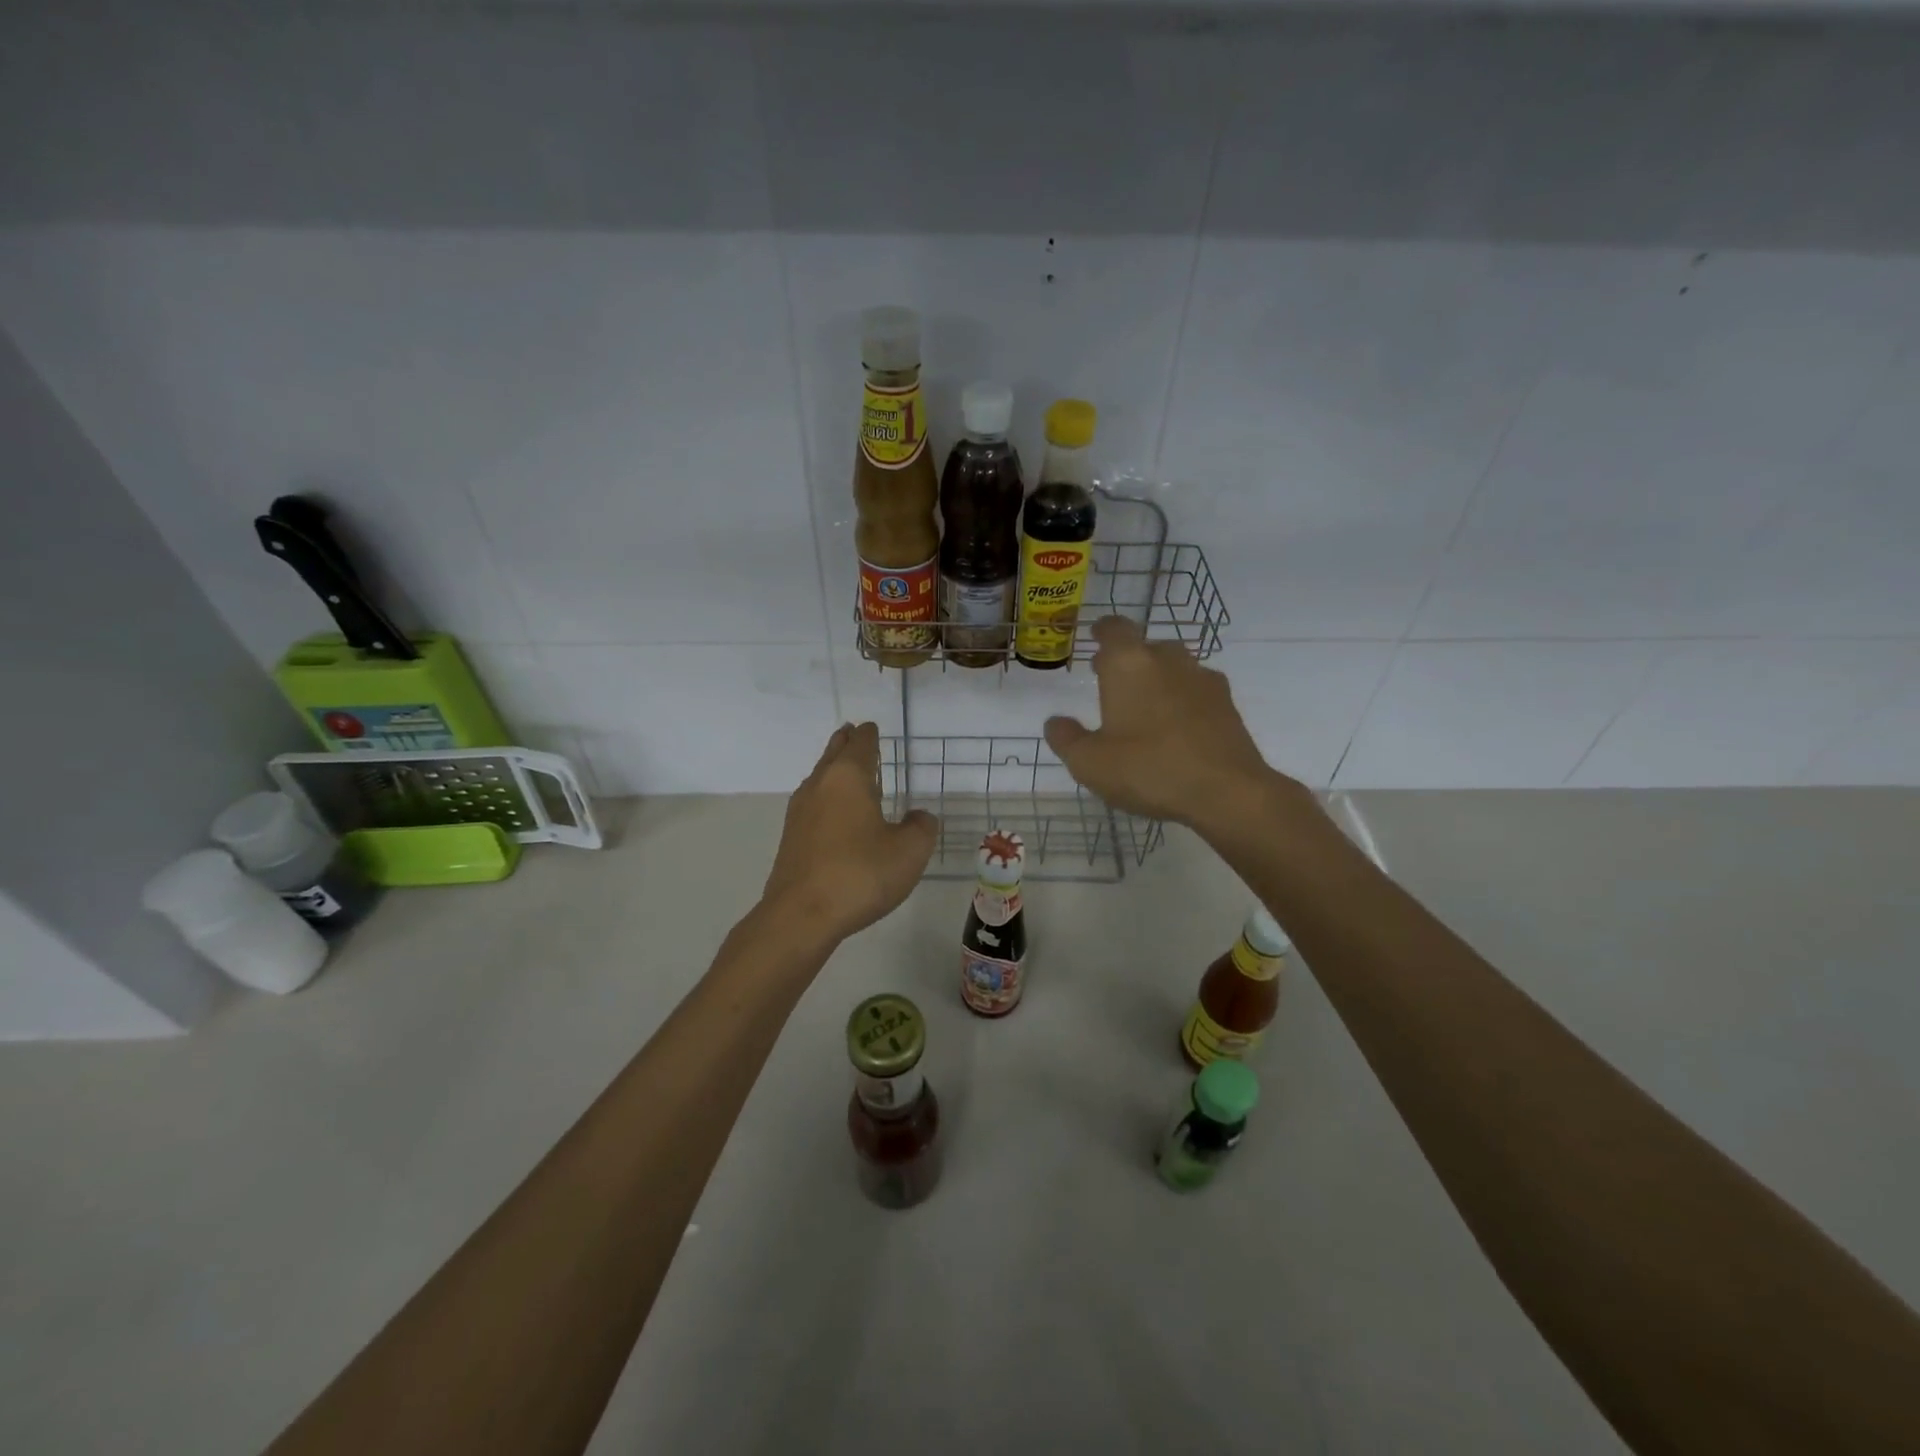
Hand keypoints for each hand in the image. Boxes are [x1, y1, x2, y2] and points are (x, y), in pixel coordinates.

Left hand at [761, 722, 937, 942]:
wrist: (801, 915)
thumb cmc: (860, 874)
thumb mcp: (909, 851)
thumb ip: (921, 827)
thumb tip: (918, 817)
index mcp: (848, 778)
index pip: (860, 745)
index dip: (869, 735)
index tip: (871, 727)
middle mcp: (819, 786)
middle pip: (832, 754)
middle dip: (845, 743)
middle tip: (852, 733)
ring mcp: (800, 813)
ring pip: (819, 779)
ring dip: (832, 769)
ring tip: (845, 769)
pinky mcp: (791, 839)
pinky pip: (812, 804)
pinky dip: (826, 797)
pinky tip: (834, 813)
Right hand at [1044, 617, 1288, 830]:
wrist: (1227, 792)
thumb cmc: (1149, 769)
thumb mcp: (1090, 763)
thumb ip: (1067, 739)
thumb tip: (1056, 722)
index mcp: (1129, 664)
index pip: (1115, 628)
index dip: (1103, 630)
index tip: (1096, 636)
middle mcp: (1168, 660)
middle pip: (1146, 647)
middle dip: (1127, 660)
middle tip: (1111, 682)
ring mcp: (1203, 680)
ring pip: (1174, 667)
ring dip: (1157, 679)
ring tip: (1144, 708)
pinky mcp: (1227, 704)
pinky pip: (1196, 691)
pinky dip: (1182, 700)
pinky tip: (1175, 728)